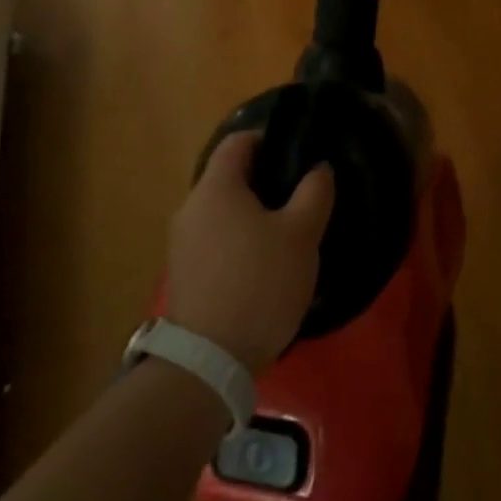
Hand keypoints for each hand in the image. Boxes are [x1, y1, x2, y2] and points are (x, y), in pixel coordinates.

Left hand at [166, 133, 334, 373]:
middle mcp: (191, 207)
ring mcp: (182, 243)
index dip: (270, 139)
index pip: (238, 141)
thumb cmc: (259, 283)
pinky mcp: (184, 274)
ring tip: (288, 234)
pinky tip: (265, 266)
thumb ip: (315, 192)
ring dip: (254, 214)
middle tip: (301, 196)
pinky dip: (240, 241)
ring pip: (223, 211)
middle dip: (266, 180)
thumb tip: (318, 168)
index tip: (299, 154)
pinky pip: (216, 240)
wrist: (208, 362)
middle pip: (230, 176)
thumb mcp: (302, 234)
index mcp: (216, 187)